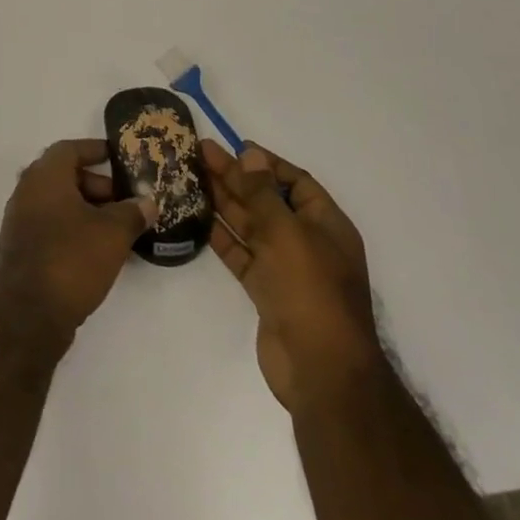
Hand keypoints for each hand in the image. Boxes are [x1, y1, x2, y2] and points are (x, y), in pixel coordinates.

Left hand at [0, 139, 156, 339]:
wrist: (28, 313)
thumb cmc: (71, 258)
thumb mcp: (112, 233)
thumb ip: (132, 212)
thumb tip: (147, 202)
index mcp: (45, 175)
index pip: (70, 149)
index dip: (96, 150)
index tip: (119, 157)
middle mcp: (28, 190)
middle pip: (66, 176)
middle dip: (99, 186)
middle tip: (128, 202)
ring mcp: (22, 220)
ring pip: (61, 203)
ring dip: (90, 211)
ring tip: (121, 229)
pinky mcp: (24, 248)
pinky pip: (54, 226)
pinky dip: (76, 229)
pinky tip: (101, 251)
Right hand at [203, 141, 379, 410]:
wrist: (321, 372)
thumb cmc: (311, 292)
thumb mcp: (288, 234)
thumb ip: (263, 194)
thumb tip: (251, 154)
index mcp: (327, 225)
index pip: (296, 182)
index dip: (266, 163)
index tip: (234, 147)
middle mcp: (308, 242)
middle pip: (267, 201)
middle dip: (236, 178)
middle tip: (200, 154)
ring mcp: (286, 268)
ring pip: (251, 226)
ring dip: (224, 202)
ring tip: (192, 177)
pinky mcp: (266, 291)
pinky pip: (241, 254)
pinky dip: (221, 235)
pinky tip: (197, 217)